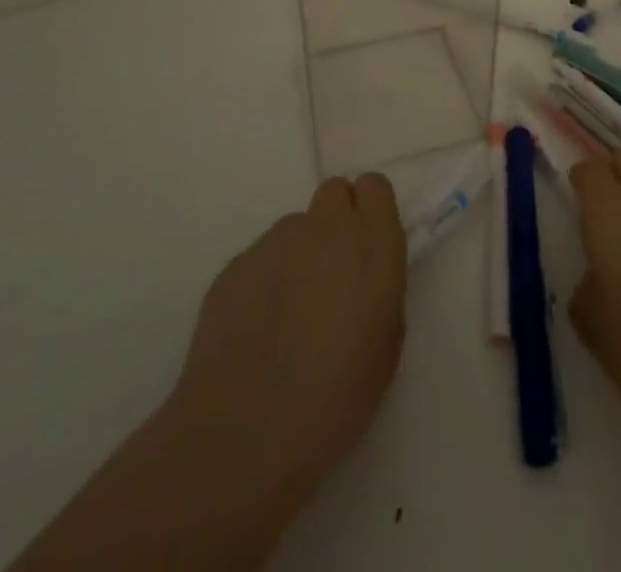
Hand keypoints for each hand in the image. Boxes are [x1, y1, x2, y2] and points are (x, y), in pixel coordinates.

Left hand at [10, 175, 405, 571]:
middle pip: (334, 192)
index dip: (371, 212)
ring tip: (288, 314)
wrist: (243, 435)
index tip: (368, 246)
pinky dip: (264, 281)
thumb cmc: (334, 400)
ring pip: (296, 228)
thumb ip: (380, 290)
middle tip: (333, 273)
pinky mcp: (235, 264)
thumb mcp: (386, 347)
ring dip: (300, 254)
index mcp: (371, 243)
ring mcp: (275, 241)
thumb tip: (362, 274)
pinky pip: (261, 258)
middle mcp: (325, 228)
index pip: (374, 186)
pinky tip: (256, 330)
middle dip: (337, 221)